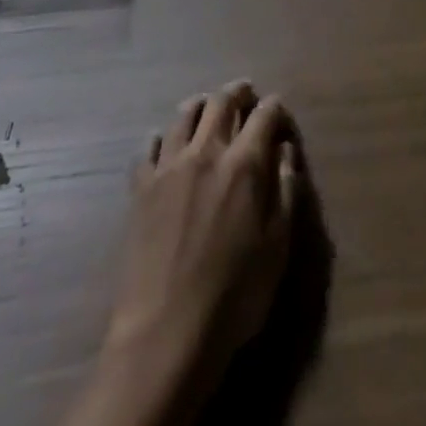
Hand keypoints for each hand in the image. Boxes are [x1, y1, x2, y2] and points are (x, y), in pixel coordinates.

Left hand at [108, 82, 299, 379]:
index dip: (274, 107)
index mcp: (244, 165)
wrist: (165, 333)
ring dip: (200, 105)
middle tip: (244, 92)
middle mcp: (206, 153)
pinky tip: (163, 143)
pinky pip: (148, 147)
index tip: (278, 107)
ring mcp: (168, 168)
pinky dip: (160, 137)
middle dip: (236, 92)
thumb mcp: (277, 247)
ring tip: (206, 106)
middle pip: (220, 103)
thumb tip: (284, 150)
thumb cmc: (234, 296)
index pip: (263, 116)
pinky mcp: (140, 189)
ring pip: (183, 116)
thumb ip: (285, 191)